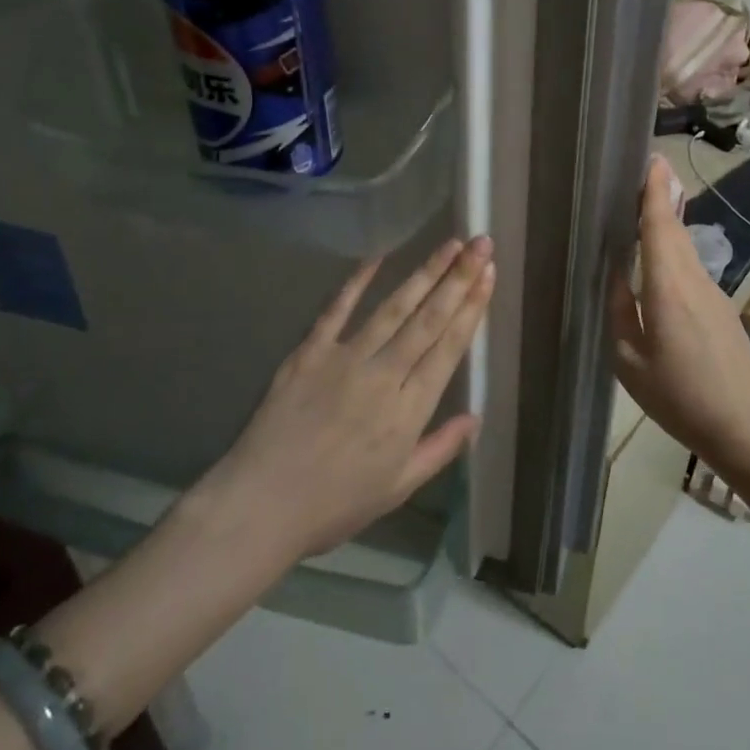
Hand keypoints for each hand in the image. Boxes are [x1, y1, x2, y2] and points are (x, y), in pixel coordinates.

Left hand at [213, 237, 493, 557]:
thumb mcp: (397, 489)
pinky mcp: (310, 352)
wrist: (259, 506)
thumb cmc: (333, 504)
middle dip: (458, 278)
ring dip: (424, 273)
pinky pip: (337, 309)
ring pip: (393, 307)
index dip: (471, 308)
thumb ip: (439, 450)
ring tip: (449, 244)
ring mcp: (345, 358)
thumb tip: (475, 418)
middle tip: (481, 244)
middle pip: (428, 319)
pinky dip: (358, 282)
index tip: (489, 276)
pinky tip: (378, 256)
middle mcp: (383, 375)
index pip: (448, 347)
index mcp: (408, 410)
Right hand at [612, 157, 749, 470]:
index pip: (660, 227)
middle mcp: (694, 279)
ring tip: (643, 208)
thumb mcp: (629, 360)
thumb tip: (615, 274)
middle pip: (675, 229)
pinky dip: (674, 251)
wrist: (744, 424)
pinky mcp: (721, 306)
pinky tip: (658, 262)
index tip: (652, 160)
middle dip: (661, 197)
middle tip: (641, 172)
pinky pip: (692, 267)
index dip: (655, 192)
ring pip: (685, 248)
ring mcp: (713, 292)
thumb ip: (620, 310)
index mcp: (668, 288)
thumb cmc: (678, 396)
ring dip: (667, 224)